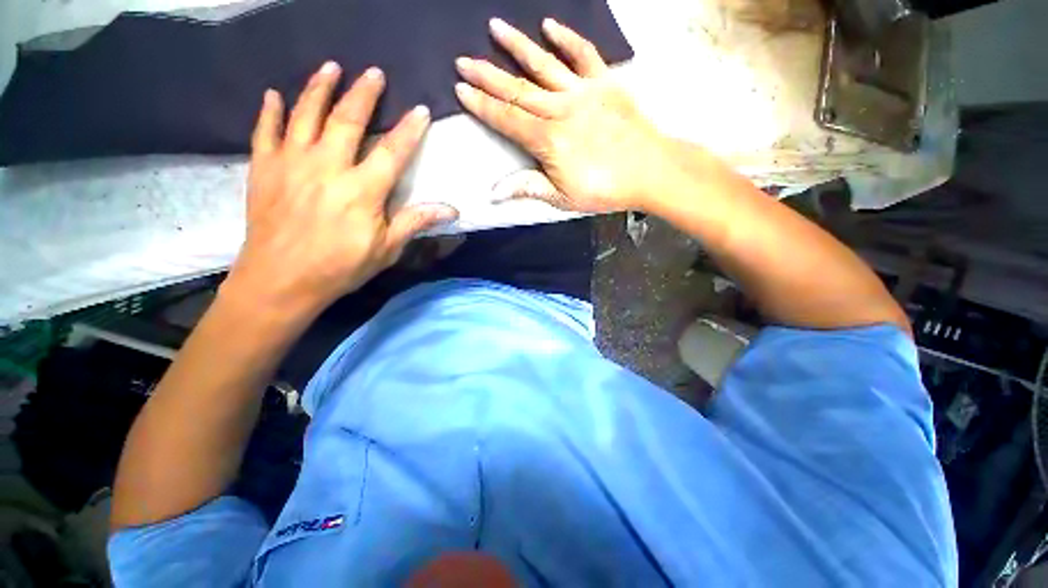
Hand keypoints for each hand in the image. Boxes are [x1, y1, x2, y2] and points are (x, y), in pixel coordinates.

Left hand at [227, 62, 457, 314]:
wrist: (281, 280)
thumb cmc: (340, 266)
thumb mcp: (386, 248)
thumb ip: (415, 222)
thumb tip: (452, 210)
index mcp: (362, 190)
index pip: (392, 152)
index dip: (409, 130)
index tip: (420, 110)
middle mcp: (327, 167)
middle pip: (347, 121)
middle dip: (363, 94)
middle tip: (373, 72)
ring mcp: (291, 164)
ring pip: (305, 115)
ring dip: (318, 88)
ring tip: (330, 68)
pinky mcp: (264, 169)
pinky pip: (265, 132)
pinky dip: (269, 112)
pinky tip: (274, 95)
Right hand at [454, 18, 669, 213]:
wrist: (650, 171)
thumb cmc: (605, 189)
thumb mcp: (562, 197)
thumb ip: (527, 188)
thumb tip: (493, 192)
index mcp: (548, 140)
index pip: (507, 119)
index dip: (482, 105)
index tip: (461, 90)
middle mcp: (560, 109)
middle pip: (518, 89)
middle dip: (488, 75)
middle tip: (463, 60)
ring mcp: (583, 92)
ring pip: (544, 65)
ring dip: (518, 45)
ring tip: (495, 27)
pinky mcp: (605, 83)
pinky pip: (584, 54)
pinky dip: (567, 38)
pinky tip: (549, 25)